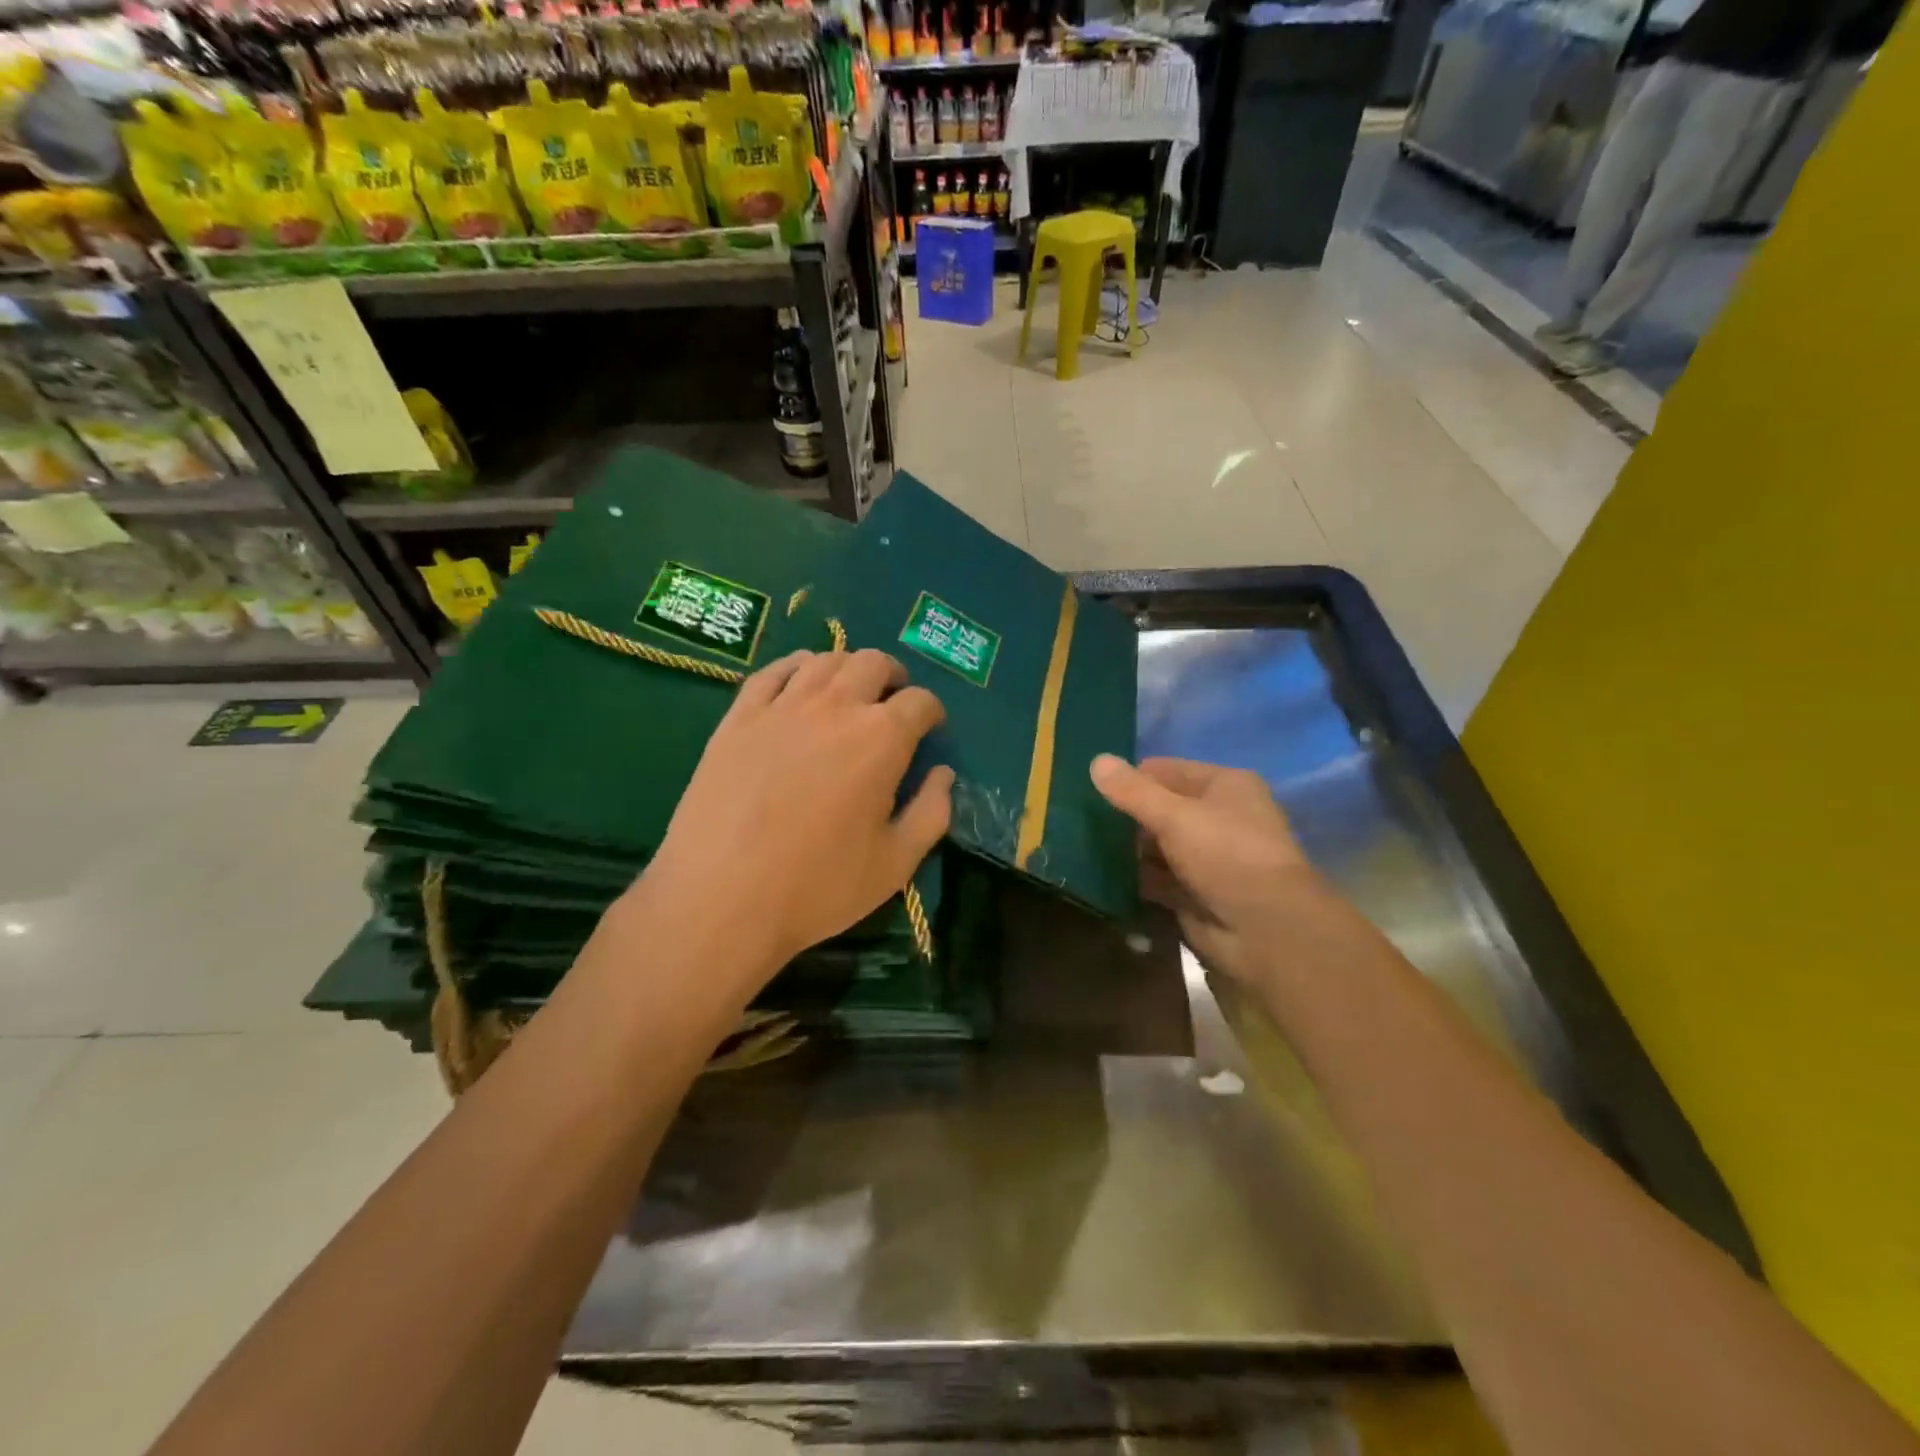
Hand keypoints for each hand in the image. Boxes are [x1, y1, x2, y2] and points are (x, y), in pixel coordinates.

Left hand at [639, 649, 953, 983]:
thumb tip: (943, 775)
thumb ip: (931, 813)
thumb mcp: (895, 864)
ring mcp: (783, 706)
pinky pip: (772, 671)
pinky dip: (796, 667)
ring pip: (825, 660)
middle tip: (892, 703)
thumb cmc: (817, 886)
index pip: (920, 702)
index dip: (932, 713)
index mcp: (882, 739)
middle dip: (893, 677)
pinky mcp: (739, 716)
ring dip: (847, 668)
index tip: (930, 730)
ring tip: (849, 691)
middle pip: (873, 664)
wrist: (720, 897)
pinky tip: (799, 681)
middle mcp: (836, 707)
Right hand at [1091, 754, 1322, 986]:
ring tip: (1080, 845)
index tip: (1089, 788)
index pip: (1168, 770)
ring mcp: (1207, 858)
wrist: (1265, 930)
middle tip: (1078, 819)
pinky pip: (1156, 879)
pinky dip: (1133, 878)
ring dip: (1126, 849)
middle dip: (1125, 816)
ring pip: (1156, 846)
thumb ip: (1133, 792)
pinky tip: (1098, 876)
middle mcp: (1218, 818)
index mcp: (1225, 786)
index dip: (1132, 778)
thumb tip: (1096, 760)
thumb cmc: (1226, 854)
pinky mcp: (1194, 894)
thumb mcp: (1175, 815)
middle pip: (1161, 809)